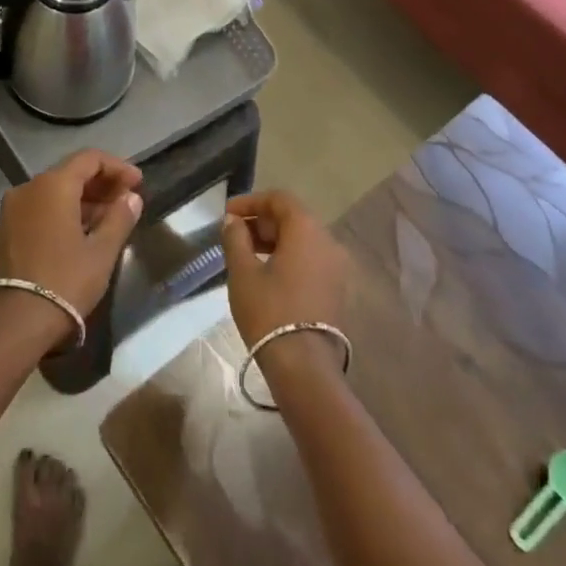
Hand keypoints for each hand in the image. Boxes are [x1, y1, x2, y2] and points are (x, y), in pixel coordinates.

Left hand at [0, 150, 142, 349]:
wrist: (14, 323)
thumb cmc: (64, 281)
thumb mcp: (102, 252)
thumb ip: (119, 218)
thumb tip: (131, 197)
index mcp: (52, 185)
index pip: (89, 159)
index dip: (117, 167)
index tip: (137, 184)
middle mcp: (28, 189)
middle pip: (69, 174)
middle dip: (100, 185)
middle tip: (126, 201)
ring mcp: (11, 211)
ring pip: (52, 194)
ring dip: (81, 201)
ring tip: (107, 221)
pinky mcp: (3, 233)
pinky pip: (38, 211)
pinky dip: (60, 214)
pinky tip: (79, 235)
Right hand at [222, 190, 349, 375]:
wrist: (304, 366)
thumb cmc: (269, 311)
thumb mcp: (243, 272)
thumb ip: (235, 239)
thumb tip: (232, 221)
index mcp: (307, 230)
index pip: (280, 199)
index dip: (251, 201)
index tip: (227, 214)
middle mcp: (328, 241)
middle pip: (294, 217)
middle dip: (262, 221)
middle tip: (234, 235)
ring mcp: (337, 267)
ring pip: (303, 239)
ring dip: (275, 240)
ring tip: (246, 255)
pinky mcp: (337, 289)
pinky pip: (311, 259)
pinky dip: (289, 257)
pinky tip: (267, 274)